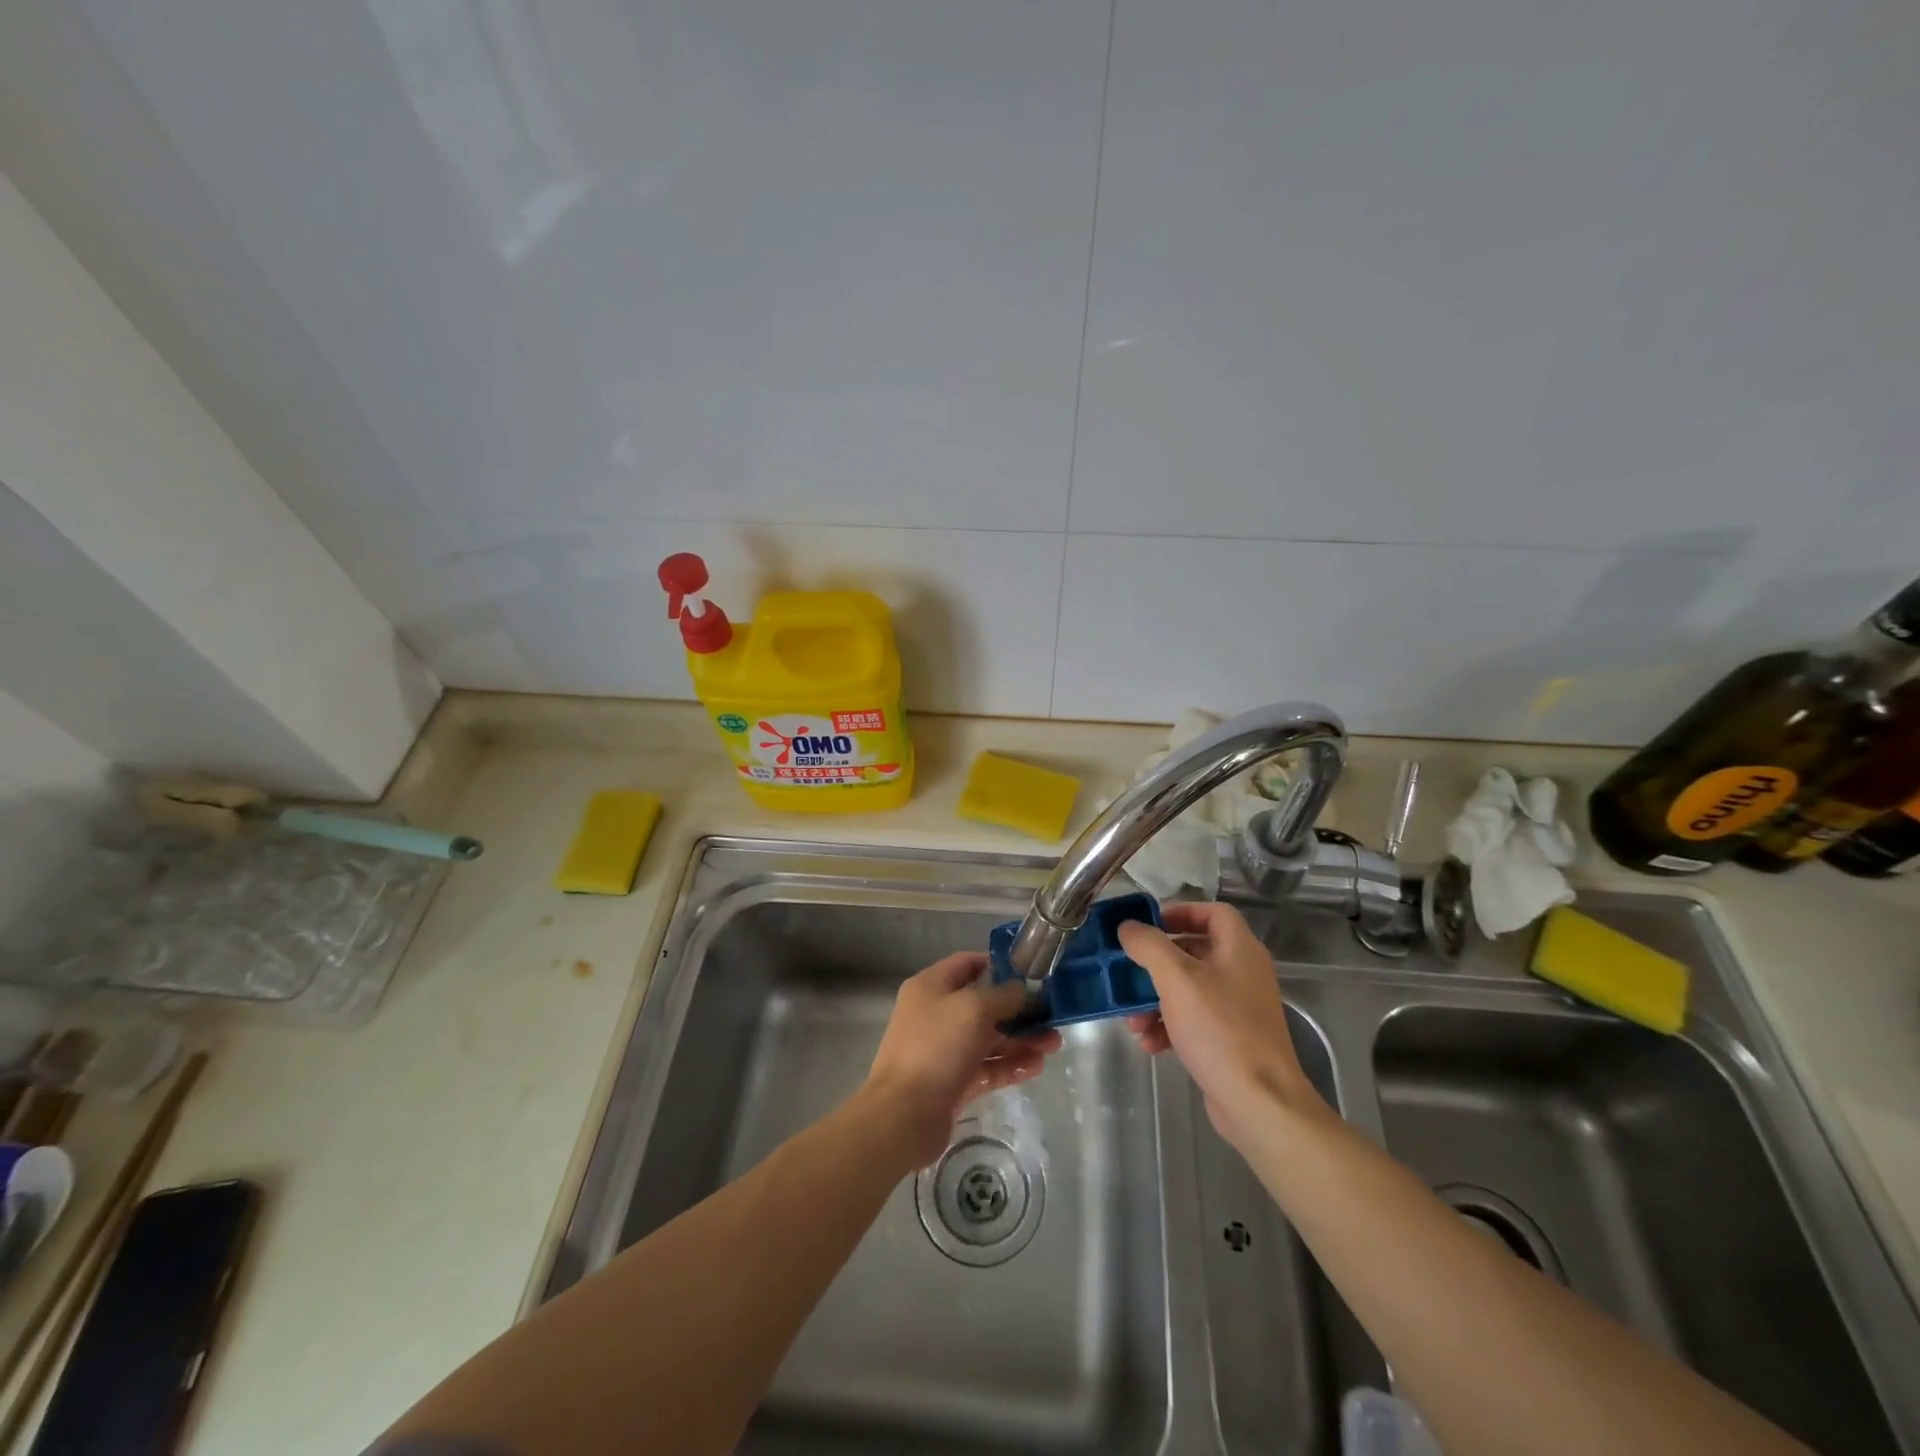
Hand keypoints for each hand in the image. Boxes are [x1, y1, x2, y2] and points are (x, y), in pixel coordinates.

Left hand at [863, 952, 1062, 1166]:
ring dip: (1020, 1040)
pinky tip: (1036, 1067)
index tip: (1030, 973)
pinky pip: (986, 1067)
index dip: (998, 965)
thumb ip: (1003, 995)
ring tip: (1053, 1045)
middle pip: (983, 1004)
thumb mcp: (974, 1009)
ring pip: (988, 1038)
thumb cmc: (936, 1047)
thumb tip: (1022, 990)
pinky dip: (1009, 1065)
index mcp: (931, 986)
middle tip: (1051, 1016)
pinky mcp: (953, 1082)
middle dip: (1018, 1010)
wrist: (903, 1115)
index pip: (967, 964)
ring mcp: (944, 1049)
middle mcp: (936, 1013)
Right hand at [1119, 902, 1320, 1147]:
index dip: (1180, 911)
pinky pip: (1192, 1020)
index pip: (1212, 912)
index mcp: (1239, 949)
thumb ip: (1149, 946)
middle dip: (1155, 964)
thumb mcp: (1177, 979)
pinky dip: (1168, 1026)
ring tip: (1132, 1019)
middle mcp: (1242, 973)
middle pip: (1193, 951)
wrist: (1260, 1104)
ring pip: (1187, 989)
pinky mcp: (1230, 1039)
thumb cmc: (1220, 1030)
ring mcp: (1238, 1008)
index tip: (1147, 924)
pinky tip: (1149, 1043)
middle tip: (1128, 972)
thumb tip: (1128, 927)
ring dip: (1154, 1000)